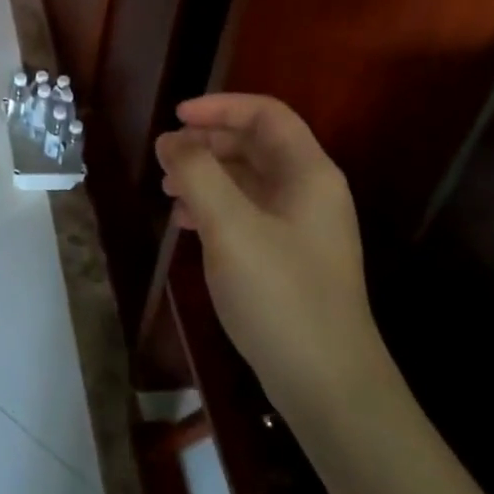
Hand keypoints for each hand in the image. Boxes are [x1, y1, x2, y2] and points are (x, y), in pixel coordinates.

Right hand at [153, 93, 385, 409]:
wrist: (328, 387)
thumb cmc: (281, 295)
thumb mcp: (230, 226)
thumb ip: (196, 173)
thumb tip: (170, 140)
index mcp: (308, 173)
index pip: (266, 114)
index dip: (219, 106)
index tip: (176, 117)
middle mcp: (310, 192)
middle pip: (255, 144)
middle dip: (207, 143)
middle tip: (165, 158)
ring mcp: (302, 227)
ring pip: (248, 179)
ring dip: (207, 175)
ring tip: (168, 190)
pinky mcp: (290, 257)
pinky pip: (247, 212)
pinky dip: (215, 207)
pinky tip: (186, 224)